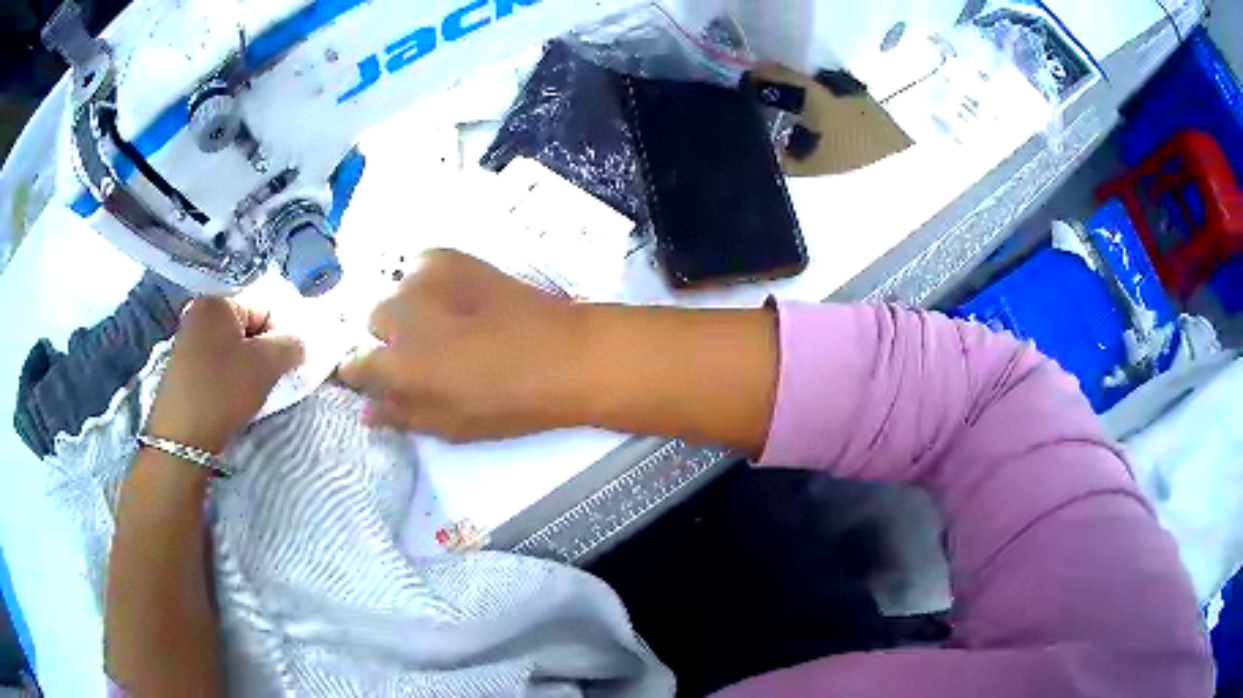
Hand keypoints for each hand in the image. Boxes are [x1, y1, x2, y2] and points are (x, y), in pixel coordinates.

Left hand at [146, 298, 304, 453]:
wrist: (180, 440)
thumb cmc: (222, 393)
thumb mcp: (265, 365)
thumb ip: (291, 344)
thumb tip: (299, 342)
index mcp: (219, 301)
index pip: (267, 306)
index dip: (282, 335)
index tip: (285, 366)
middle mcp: (200, 312)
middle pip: (249, 325)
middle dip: (264, 351)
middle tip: (268, 381)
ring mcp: (188, 338)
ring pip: (234, 346)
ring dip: (248, 367)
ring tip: (249, 393)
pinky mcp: (183, 365)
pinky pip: (218, 361)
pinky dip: (230, 377)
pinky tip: (231, 398)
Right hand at [338, 249, 587, 441]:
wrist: (562, 355)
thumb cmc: (506, 403)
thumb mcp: (449, 425)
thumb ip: (401, 414)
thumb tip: (367, 410)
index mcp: (394, 365)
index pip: (352, 365)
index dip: (365, 374)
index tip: (382, 379)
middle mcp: (395, 317)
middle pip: (374, 323)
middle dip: (391, 338)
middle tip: (426, 351)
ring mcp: (420, 280)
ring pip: (396, 294)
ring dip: (410, 308)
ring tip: (446, 321)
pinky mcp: (447, 257)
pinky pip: (419, 269)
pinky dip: (427, 283)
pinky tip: (455, 297)